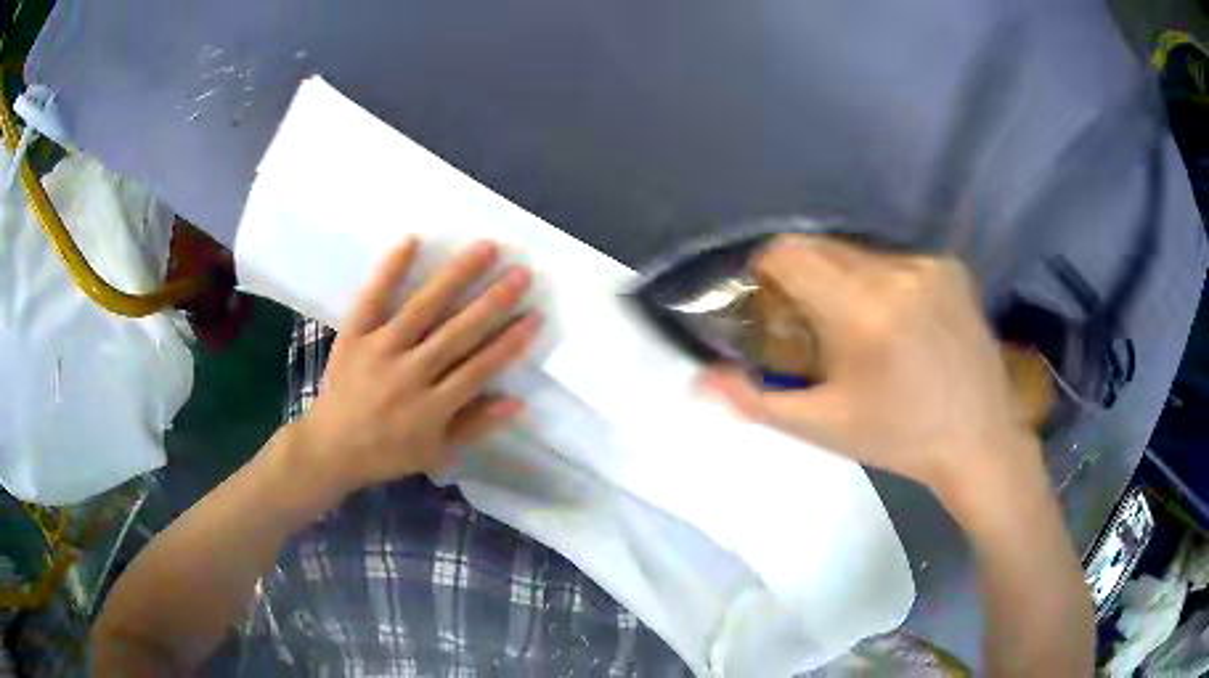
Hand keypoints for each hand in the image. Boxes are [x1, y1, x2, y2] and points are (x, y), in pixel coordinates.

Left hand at [291, 239, 540, 497]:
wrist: (330, 448)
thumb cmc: (387, 452)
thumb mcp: (436, 452)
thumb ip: (475, 425)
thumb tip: (517, 401)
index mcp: (432, 406)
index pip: (480, 368)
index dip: (510, 341)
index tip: (536, 315)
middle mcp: (410, 373)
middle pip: (458, 332)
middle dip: (494, 301)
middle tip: (522, 273)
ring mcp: (380, 350)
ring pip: (424, 308)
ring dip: (457, 276)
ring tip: (486, 248)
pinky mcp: (354, 335)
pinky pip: (373, 298)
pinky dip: (391, 270)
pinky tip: (411, 240)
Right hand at [702, 235, 1041, 502]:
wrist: (979, 441)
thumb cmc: (899, 439)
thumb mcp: (823, 428)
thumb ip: (755, 399)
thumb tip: (700, 380)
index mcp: (862, 311)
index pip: (788, 254)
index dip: (766, 273)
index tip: (770, 305)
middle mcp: (896, 272)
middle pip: (821, 247)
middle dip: (803, 277)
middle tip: (811, 324)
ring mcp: (929, 265)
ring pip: (858, 252)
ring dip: (843, 280)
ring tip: (860, 329)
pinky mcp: (952, 268)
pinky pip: (895, 260)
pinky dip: (881, 282)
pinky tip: (900, 323)